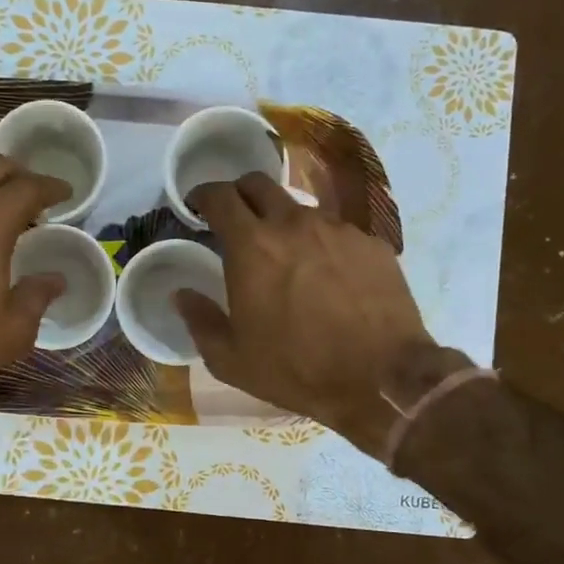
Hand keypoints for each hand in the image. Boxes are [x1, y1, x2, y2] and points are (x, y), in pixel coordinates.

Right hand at [177, 173, 462, 456]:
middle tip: (236, 219)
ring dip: (283, 221)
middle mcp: (294, 223)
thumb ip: (200, 320)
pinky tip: (328, 277)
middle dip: (240, 194)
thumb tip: (181, 294)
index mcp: (252, 246)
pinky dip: (322, 244)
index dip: (203, 194)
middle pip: (259, 184)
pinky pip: (337, 232)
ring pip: (301, 208)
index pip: (220, 196)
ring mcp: (338, 229)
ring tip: (287, 255)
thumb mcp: (231, 359)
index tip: (197, 205)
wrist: (382, 379)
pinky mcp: (371, 244)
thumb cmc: (297, 369)